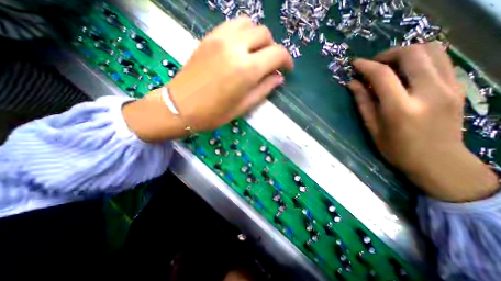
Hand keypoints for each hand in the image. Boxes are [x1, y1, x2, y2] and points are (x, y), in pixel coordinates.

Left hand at [121, 15, 294, 140]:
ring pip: (249, 24)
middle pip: (264, 34)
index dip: (286, 60)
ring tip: (255, 54)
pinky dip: (242, 33)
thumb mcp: (244, 106)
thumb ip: (264, 89)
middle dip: (272, 48)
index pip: (277, 54)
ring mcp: (220, 38)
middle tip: (270, 64)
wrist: (181, 106)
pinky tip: (240, 48)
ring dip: (257, 38)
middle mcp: (236, 47)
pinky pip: (232, 25)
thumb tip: (278, 77)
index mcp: (247, 69)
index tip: (286, 69)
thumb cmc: (214, 113)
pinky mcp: (208, 37)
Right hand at [349, 42, 497, 199]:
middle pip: (412, 54)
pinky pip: (441, 60)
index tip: (355, 63)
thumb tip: (352, 84)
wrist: (438, 162)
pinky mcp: (459, 87)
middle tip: (373, 64)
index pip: (382, 75)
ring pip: (432, 50)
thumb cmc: (397, 149)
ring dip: (405, 53)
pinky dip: (420, 59)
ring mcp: (449, 87)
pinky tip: (406, 72)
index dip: (366, 66)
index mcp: (401, 108)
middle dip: (387, 54)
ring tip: (389, 65)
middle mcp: (429, 92)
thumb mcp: (373, 128)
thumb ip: (363, 102)